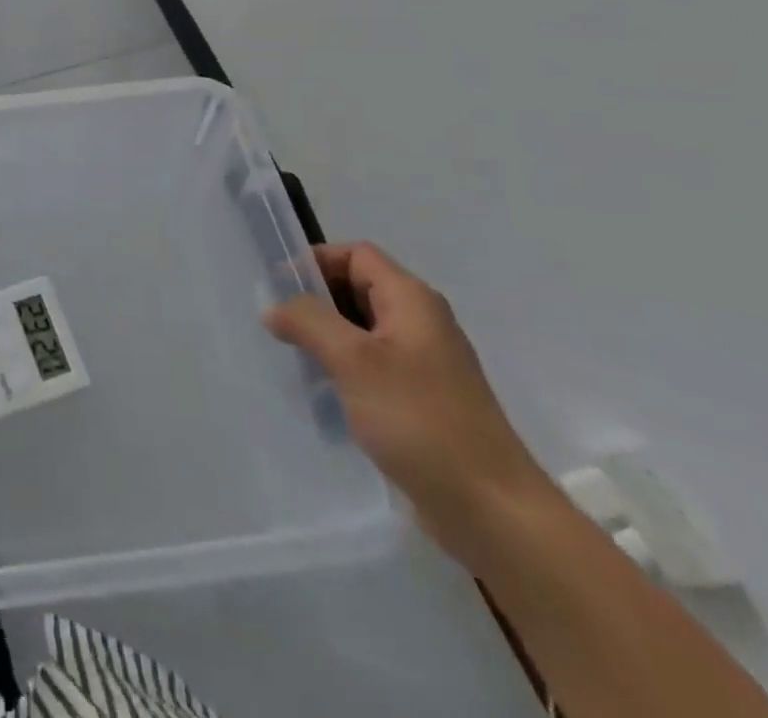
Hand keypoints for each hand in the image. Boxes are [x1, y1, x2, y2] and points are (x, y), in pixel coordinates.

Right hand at [263, 242, 554, 564]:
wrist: (493, 512)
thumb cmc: (421, 420)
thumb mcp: (353, 360)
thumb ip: (308, 321)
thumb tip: (274, 307)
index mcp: (412, 300)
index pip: (355, 255)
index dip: (315, 262)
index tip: (278, 289)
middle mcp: (421, 322)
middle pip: (357, 289)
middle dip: (316, 302)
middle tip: (279, 327)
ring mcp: (424, 364)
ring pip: (361, 331)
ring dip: (326, 338)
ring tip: (295, 361)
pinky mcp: (422, 400)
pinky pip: (372, 367)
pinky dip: (344, 370)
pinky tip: (324, 395)